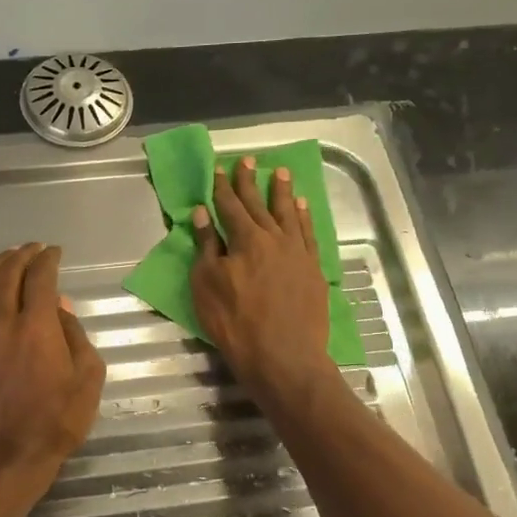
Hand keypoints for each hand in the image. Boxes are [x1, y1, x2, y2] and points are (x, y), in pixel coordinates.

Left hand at [0, 243, 105, 467]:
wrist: (7, 455)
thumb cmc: (57, 419)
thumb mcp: (87, 378)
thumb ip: (75, 335)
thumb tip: (60, 305)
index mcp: (37, 324)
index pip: (40, 277)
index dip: (47, 258)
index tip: (55, 251)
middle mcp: (5, 322)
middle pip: (9, 274)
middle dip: (22, 255)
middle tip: (34, 248)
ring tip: (7, 254)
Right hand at [191, 159, 333, 395]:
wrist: (284, 356)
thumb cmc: (235, 323)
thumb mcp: (207, 286)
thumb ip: (206, 247)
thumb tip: (202, 214)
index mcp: (245, 239)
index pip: (230, 206)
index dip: (222, 187)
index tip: (219, 168)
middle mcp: (274, 238)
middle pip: (259, 204)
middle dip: (250, 181)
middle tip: (249, 160)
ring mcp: (298, 252)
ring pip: (288, 213)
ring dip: (282, 191)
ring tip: (280, 172)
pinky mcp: (314, 269)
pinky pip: (308, 233)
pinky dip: (303, 217)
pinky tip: (301, 206)